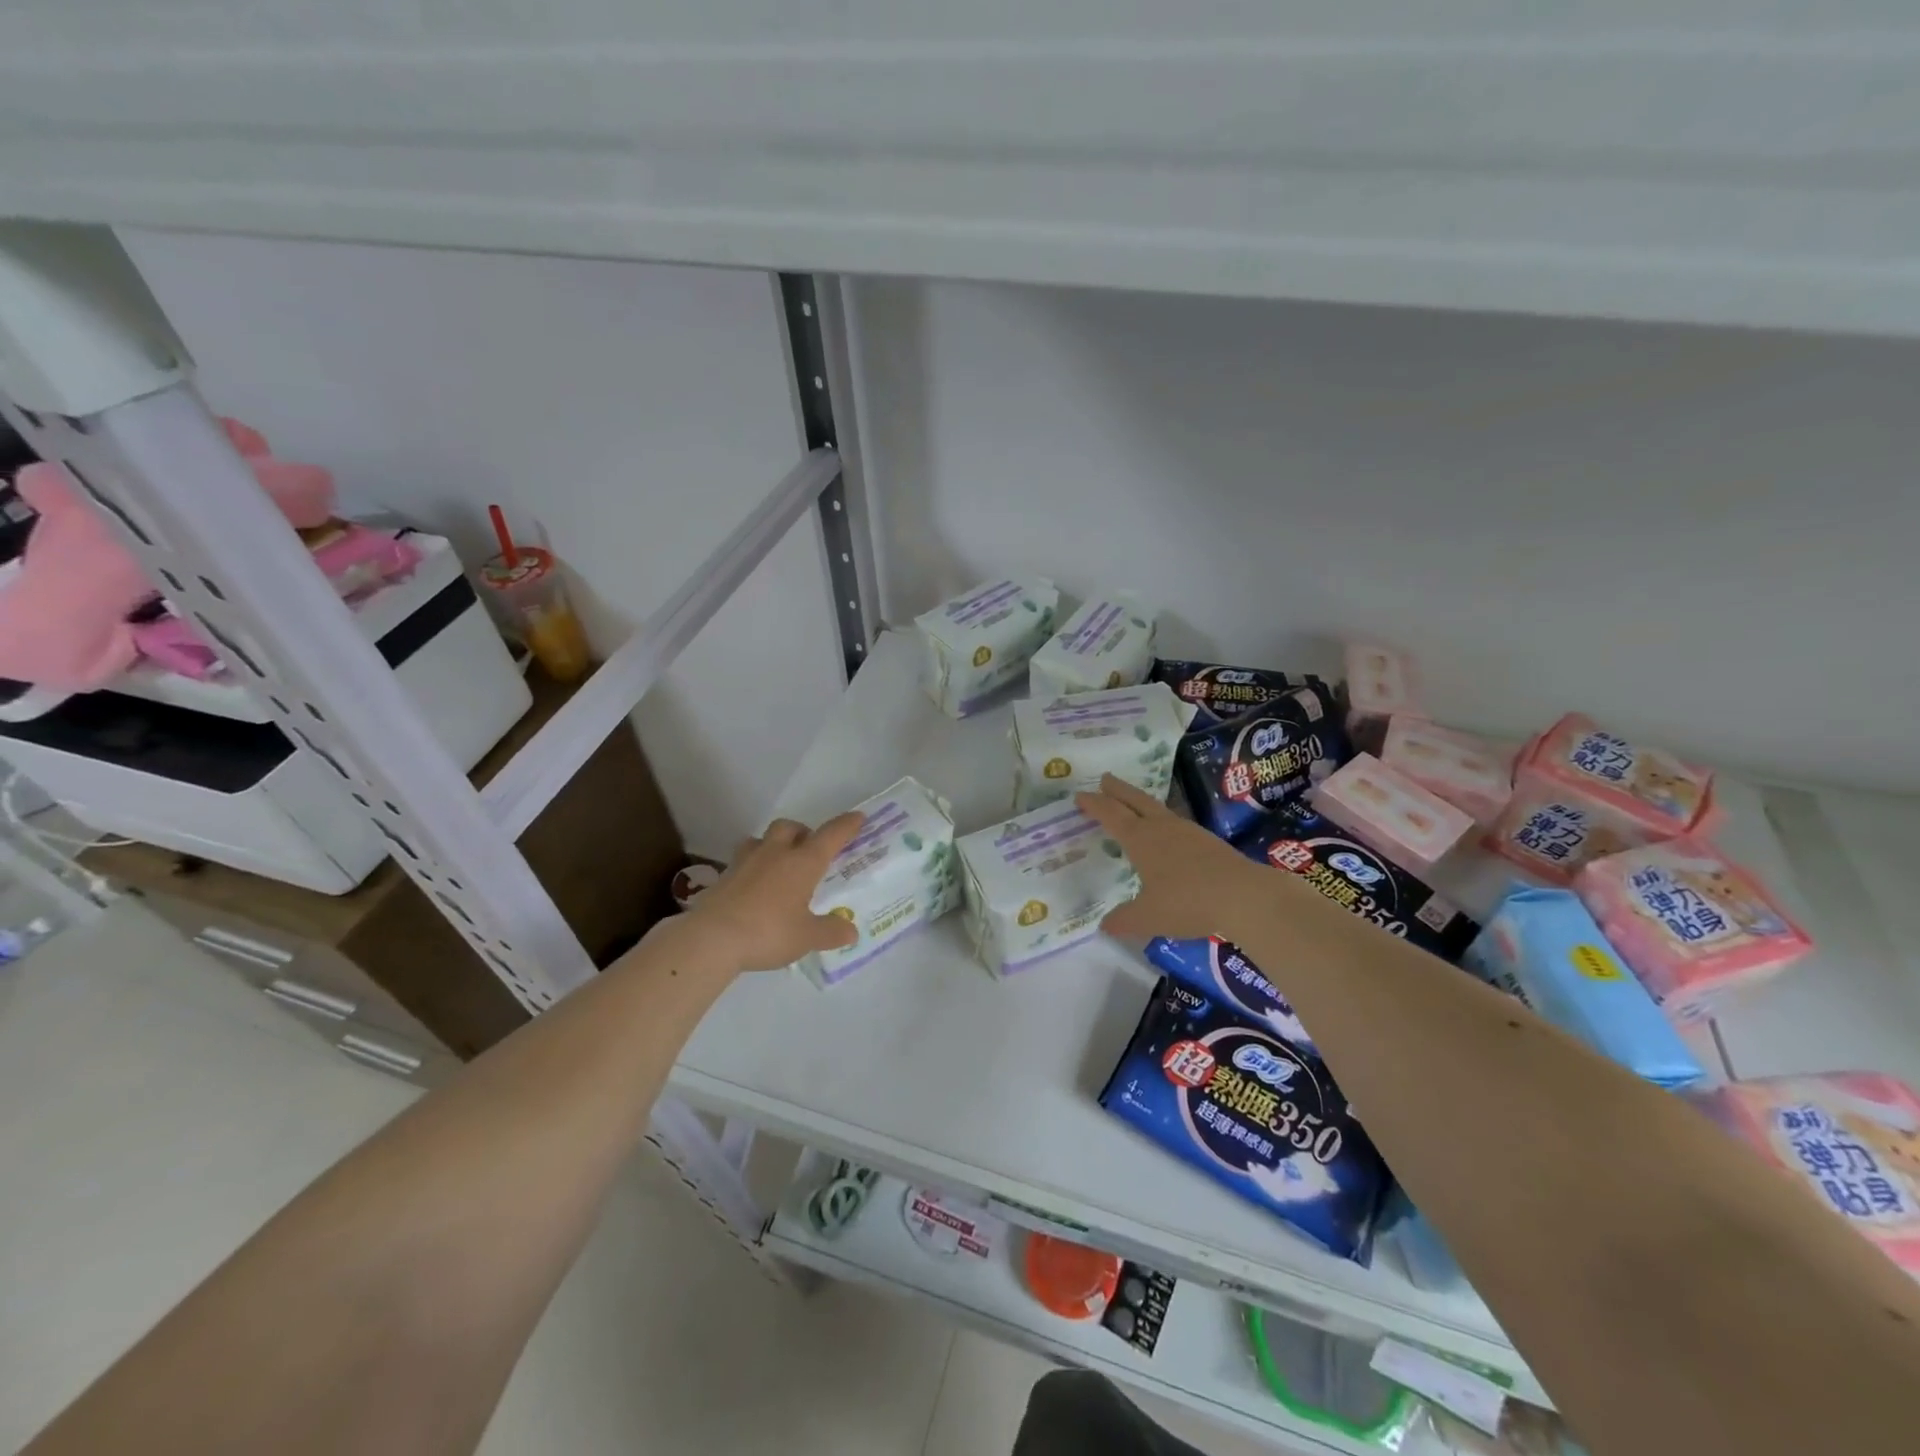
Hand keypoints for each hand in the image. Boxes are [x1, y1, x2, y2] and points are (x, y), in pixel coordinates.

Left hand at [685, 813, 865, 972]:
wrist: (712, 939)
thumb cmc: (769, 932)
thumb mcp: (807, 937)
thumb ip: (830, 932)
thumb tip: (851, 932)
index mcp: (803, 862)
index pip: (831, 836)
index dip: (846, 825)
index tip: (857, 817)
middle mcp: (775, 854)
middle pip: (790, 827)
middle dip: (803, 832)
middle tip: (810, 849)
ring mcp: (745, 862)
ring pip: (762, 839)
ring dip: (774, 844)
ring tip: (779, 864)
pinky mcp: (724, 876)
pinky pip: (743, 861)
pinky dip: (753, 867)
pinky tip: (755, 886)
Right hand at [1076, 775, 1265, 940]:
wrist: (1244, 896)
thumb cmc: (1188, 902)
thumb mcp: (1148, 917)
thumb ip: (1124, 920)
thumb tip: (1104, 925)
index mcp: (1141, 839)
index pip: (1111, 815)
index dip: (1094, 805)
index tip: (1079, 795)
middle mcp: (1162, 828)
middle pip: (1135, 800)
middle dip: (1117, 789)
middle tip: (1105, 778)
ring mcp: (1188, 832)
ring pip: (1158, 809)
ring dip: (1141, 802)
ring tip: (1133, 803)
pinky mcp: (1208, 842)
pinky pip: (1176, 823)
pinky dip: (1162, 820)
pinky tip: (1167, 833)